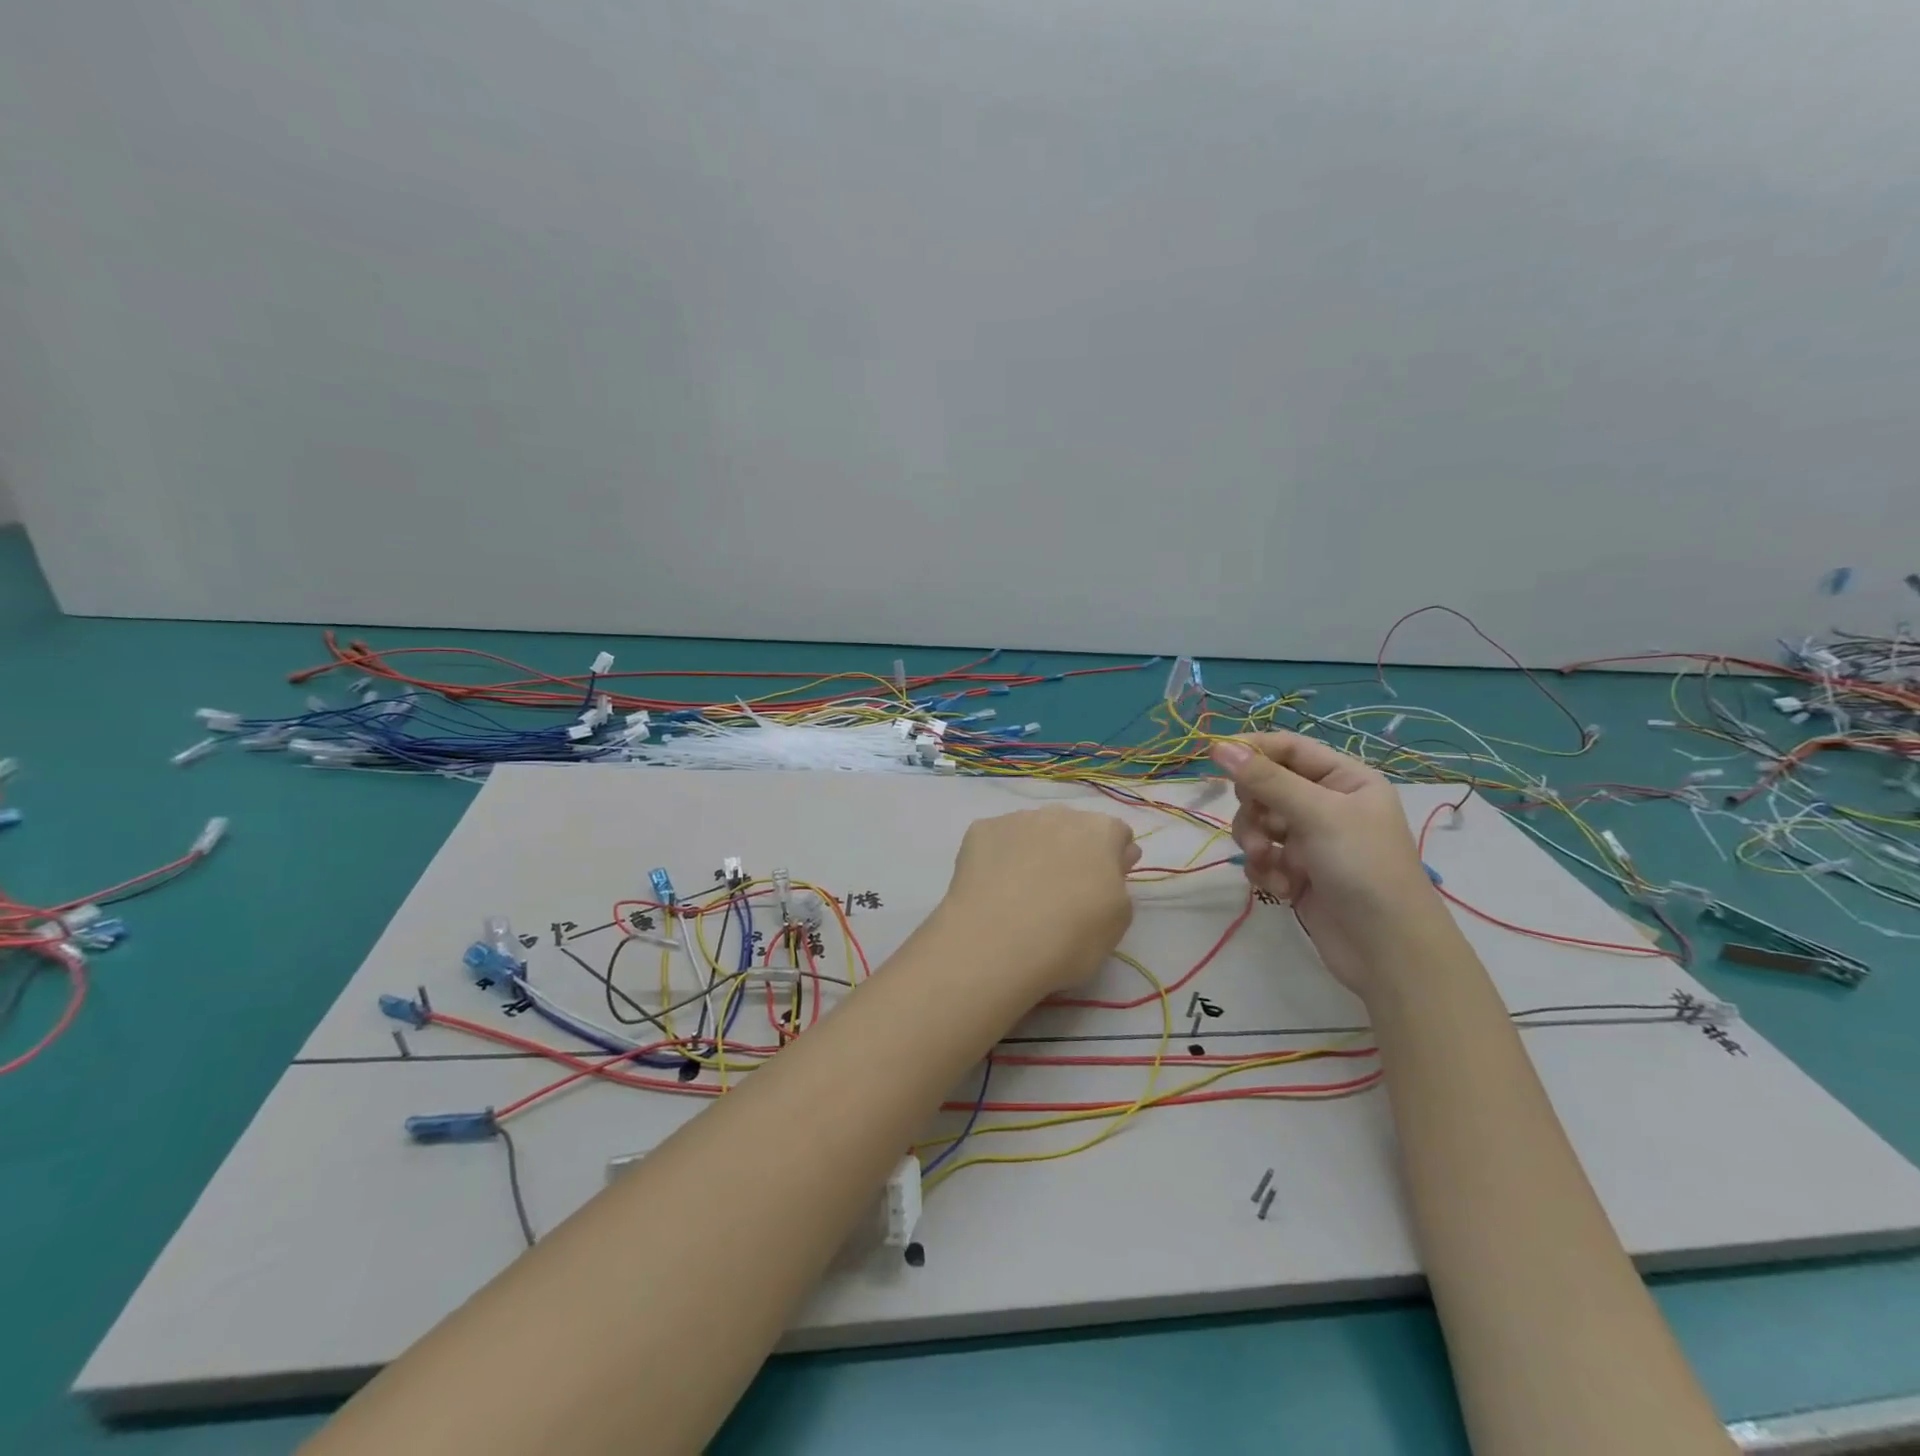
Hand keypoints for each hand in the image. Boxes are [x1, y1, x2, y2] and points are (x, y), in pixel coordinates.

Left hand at [937, 806, 1140, 996]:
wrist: (994, 943)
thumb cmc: (1069, 938)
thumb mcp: (1117, 922)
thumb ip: (1119, 884)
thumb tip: (1111, 864)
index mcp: (1100, 831)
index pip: (1117, 834)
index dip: (1113, 859)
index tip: (1103, 887)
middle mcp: (1059, 813)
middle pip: (1074, 828)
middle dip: (1073, 851)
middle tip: (1062, 893)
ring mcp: (1015, 819)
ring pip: (1033, 830)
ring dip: (1035, 851)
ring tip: (1022, 894)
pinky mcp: (979, 830)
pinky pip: (997, 840)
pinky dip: (999, 857)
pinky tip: (994, 889)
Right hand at [1210, 733, 1441, 996]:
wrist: (1387, 949)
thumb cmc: (1363, 867)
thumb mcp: (1317, 815)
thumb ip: (1266, 780)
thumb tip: (1220, 746)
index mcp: (1345, 780)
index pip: (1289, 748)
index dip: (1253, 749)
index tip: (1216, 757)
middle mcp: (1327, 805)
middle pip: (1265, 786)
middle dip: (1254, 807)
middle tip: (1259, 826)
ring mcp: (1310, 840)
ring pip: (1258, 823)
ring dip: (1254, 841)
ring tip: (1267, 862)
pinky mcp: (1296, 872)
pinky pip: (1262, 857)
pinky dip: (1264, 870)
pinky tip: (1281, 888)